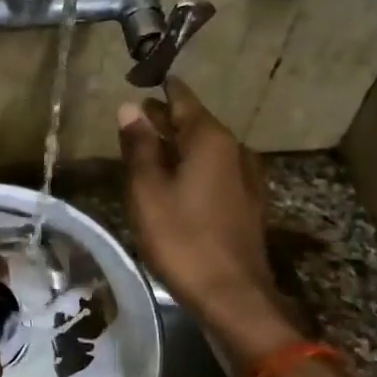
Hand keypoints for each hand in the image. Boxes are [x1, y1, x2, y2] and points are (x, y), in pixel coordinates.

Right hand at [117, 79, 301, 368]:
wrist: (232, 294)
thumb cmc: (182, 238)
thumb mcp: (148, 191)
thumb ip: (139, 147)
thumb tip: (129, 107)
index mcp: (210, 140)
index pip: (183, 100)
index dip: (162, 91)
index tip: (143, 83)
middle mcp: (234, 150)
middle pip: (196, 124)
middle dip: (167, 119)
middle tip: (137, 118)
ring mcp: (245, 178)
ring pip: (207, 149)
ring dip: (179, 145)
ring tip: (150, 149)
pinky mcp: (247, 204)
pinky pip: (215, 172)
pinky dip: (193, 167)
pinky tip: (177, 182)